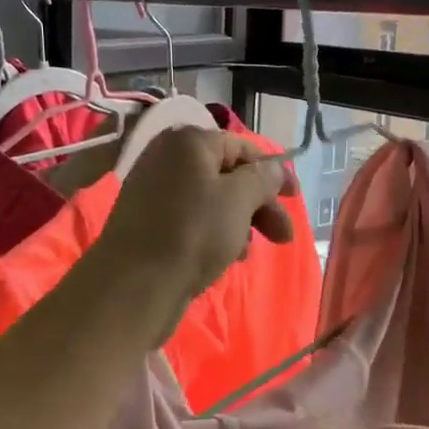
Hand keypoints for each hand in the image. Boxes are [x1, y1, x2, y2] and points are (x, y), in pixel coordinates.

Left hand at [95, 128, 295, 307]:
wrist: (133, 286)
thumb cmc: (192, 234)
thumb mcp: (238, 200)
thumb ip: (261, 179)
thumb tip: (272, 169)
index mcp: (187, 142)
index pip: (240, 147)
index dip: (271, 171)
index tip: (294, 197)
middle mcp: (167, 159)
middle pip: (227, 175)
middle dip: (259, 204)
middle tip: (284, 236)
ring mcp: (155, 191)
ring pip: (212, 200)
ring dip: (240, 222)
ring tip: (249, 253)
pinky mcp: (149, 223)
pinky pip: (192, 220)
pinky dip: (215, 233)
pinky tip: (227, 258)